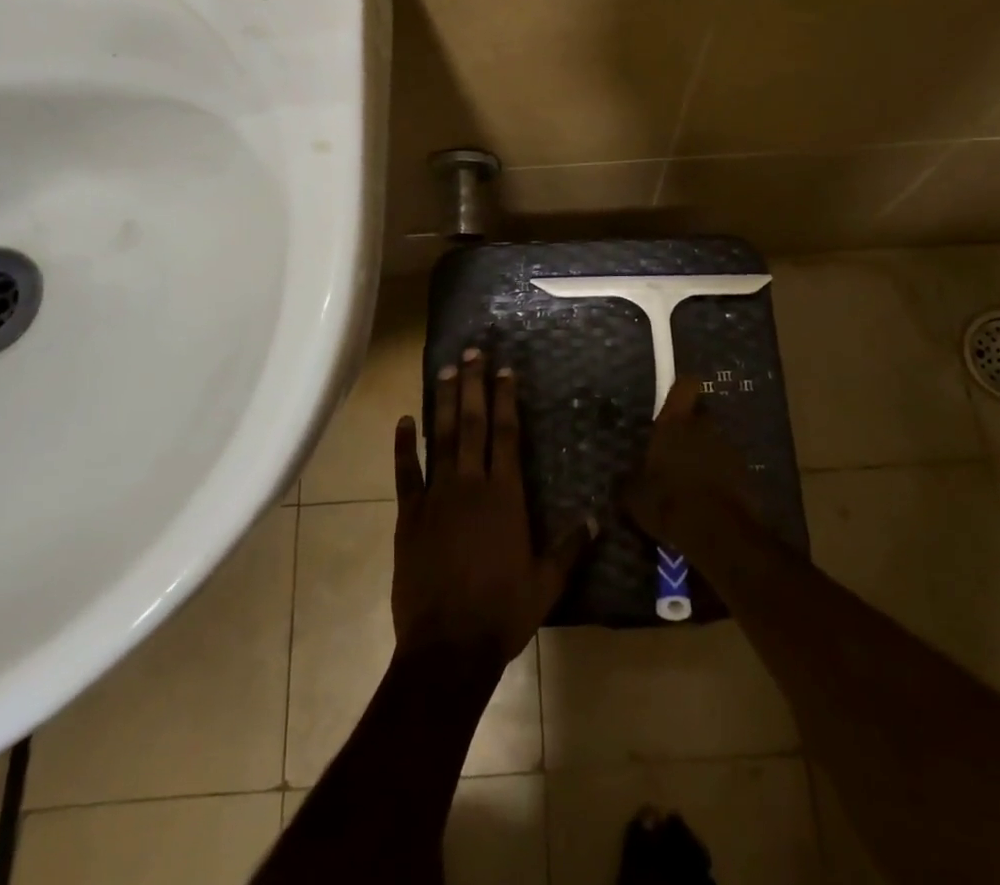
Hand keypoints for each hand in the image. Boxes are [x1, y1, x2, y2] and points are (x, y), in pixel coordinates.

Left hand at [392, 349, 592, 664]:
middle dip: (473, 385)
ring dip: (444, 402)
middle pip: (473, 424)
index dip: (505, 398)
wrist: (447, 647)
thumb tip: (595, 517)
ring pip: (440, 438)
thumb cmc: (502, 613)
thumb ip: (570, 547)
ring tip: (446, 370)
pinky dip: (404, 445)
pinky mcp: (410, 516)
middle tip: (471, 351)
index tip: (503, 369)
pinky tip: (403, 420)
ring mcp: (436, 497)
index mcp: (505, 496)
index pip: (506, 434)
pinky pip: (406, 473)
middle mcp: (470, 485)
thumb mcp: (546, 583)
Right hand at [621, 376, 754, 551]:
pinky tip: (709, 499)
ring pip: (715, 442)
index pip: (685, 385)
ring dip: (706, 454)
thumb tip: (622, 480)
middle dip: (691, 428)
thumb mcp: (635, 497)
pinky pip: (729, 467)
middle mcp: (705, 426)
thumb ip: (629, 482)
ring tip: (692, 480)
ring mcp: (729, 449)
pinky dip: (720, 477)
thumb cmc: (670, 503)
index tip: (674, 397)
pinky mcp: (747, 473)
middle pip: (700, 415)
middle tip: (676, 450)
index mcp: (675, 423)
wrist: (719, 534)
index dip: (681, 387)